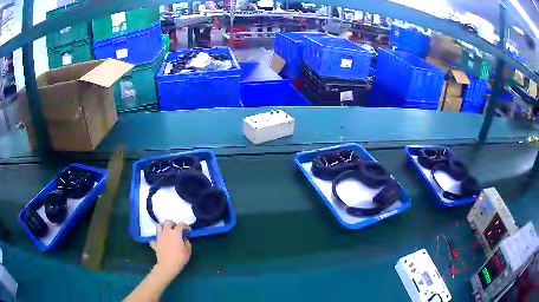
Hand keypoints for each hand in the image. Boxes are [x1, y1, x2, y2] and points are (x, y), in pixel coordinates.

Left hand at [150, 221, 191, 279]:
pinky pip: (154, 238)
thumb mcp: (188, 251)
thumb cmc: (179, 258)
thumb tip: (184, 239)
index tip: (187, 230)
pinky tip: (160, 242)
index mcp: (176, 233)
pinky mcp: (155, 243)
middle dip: (172, 223)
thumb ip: (187, 242)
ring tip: (167, 231)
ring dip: (163, 227)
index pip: (180, 225)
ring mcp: (159, 237)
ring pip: (159, 226)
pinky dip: (157, 239)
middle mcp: (166, 232)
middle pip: (167, 222)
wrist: (167, 265)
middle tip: (176, 228)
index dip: (185, 225)